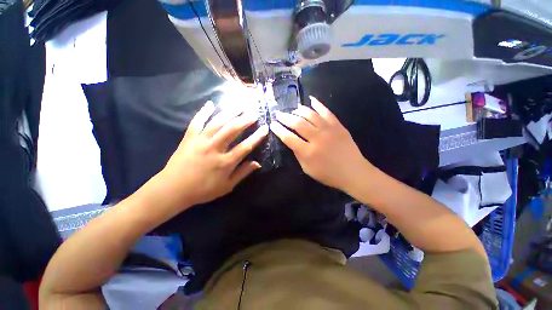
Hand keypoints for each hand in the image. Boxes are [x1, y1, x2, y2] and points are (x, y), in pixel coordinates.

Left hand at [153, 101, 267, 209]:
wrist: (173, 189)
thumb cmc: (203, 190)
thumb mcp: (226, 186)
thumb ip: (242, 173)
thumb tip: (257, 163)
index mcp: (225, 162)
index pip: (245, 146)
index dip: (257, 136)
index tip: (265, 128)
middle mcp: (214, 148)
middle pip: (232, 130)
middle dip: (245, 120)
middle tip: (254, 113)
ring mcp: (200, 141)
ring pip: (217, 123)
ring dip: (229, 113)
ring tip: (239, 105)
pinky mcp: (189, 138)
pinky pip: (197, 122)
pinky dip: (203, 112)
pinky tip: (210, 104)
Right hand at [270, 96, 369, 191]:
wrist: (353, 172)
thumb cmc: (329, 174)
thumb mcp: (308, 169)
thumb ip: (298, 154)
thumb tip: (291, 141)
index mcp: (308, 152)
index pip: (288, 137)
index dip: (278, 130)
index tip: (272, 124)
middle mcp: (317, 138)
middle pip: (297, 123)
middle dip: (285, 117)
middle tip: (278, 114)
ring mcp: (329, 130)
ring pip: (310, 115)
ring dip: (299, 110)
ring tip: (293, 110)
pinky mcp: (338, 126)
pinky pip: (326, 111)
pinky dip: (318, 104)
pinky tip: (311, 99)